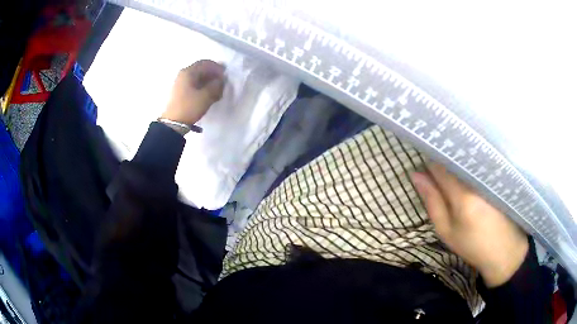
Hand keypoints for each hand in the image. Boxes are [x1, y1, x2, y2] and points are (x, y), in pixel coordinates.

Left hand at [162, 60, 224, 124]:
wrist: (173, 123)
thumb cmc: (189, 107)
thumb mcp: (206, 96)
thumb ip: (216, 85)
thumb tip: (220, 80)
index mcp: (189, 72)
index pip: (206, 63)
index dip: (217, 67)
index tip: (225, 75)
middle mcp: (183, 74)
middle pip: (201, 69)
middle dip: (213, 74)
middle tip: (222, 82)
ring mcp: (180, 82)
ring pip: (197, 77)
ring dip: (208, 81)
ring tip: (216, 90)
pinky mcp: (180, 91)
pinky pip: (193, 84)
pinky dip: (202, 86)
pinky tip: (208, 94)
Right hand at [411, 163, 528, 286]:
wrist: (505, 250)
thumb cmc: (472, 245)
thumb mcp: (446, 231)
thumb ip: (432, 202)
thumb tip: (416, 175)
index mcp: (462, 195)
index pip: (440, 166)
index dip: (429, 164)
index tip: (425, 170)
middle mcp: (477, 179)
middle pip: (454, 159)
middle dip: (444, 163)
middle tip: (439, 178)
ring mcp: (489, 175)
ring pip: (467, 159)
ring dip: (457, 164)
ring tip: (454, 176)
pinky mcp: (497, 175)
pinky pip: (478, 163)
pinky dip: (469, 166)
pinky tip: (469, 175)